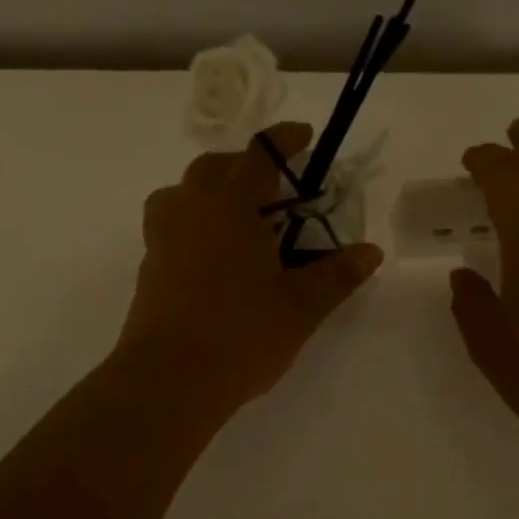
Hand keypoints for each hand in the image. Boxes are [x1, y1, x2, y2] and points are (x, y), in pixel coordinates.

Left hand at [117, 122, 383, 414]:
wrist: (170, 381)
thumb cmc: (243, 335)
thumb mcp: (302, 307)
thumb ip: (337, 275)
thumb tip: (370, 252)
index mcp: (230, 206)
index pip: (258, 156)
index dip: (283, 142)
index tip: (303, 137)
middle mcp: (190, 211)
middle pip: (213, 168)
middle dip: (243, 165)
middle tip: (272, 187)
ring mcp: (162, 240)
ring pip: (181, 195)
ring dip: (208, 193)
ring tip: (235, 220)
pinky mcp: (148, 271)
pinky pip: (170, 228)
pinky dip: (193, 226)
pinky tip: (213, 260)